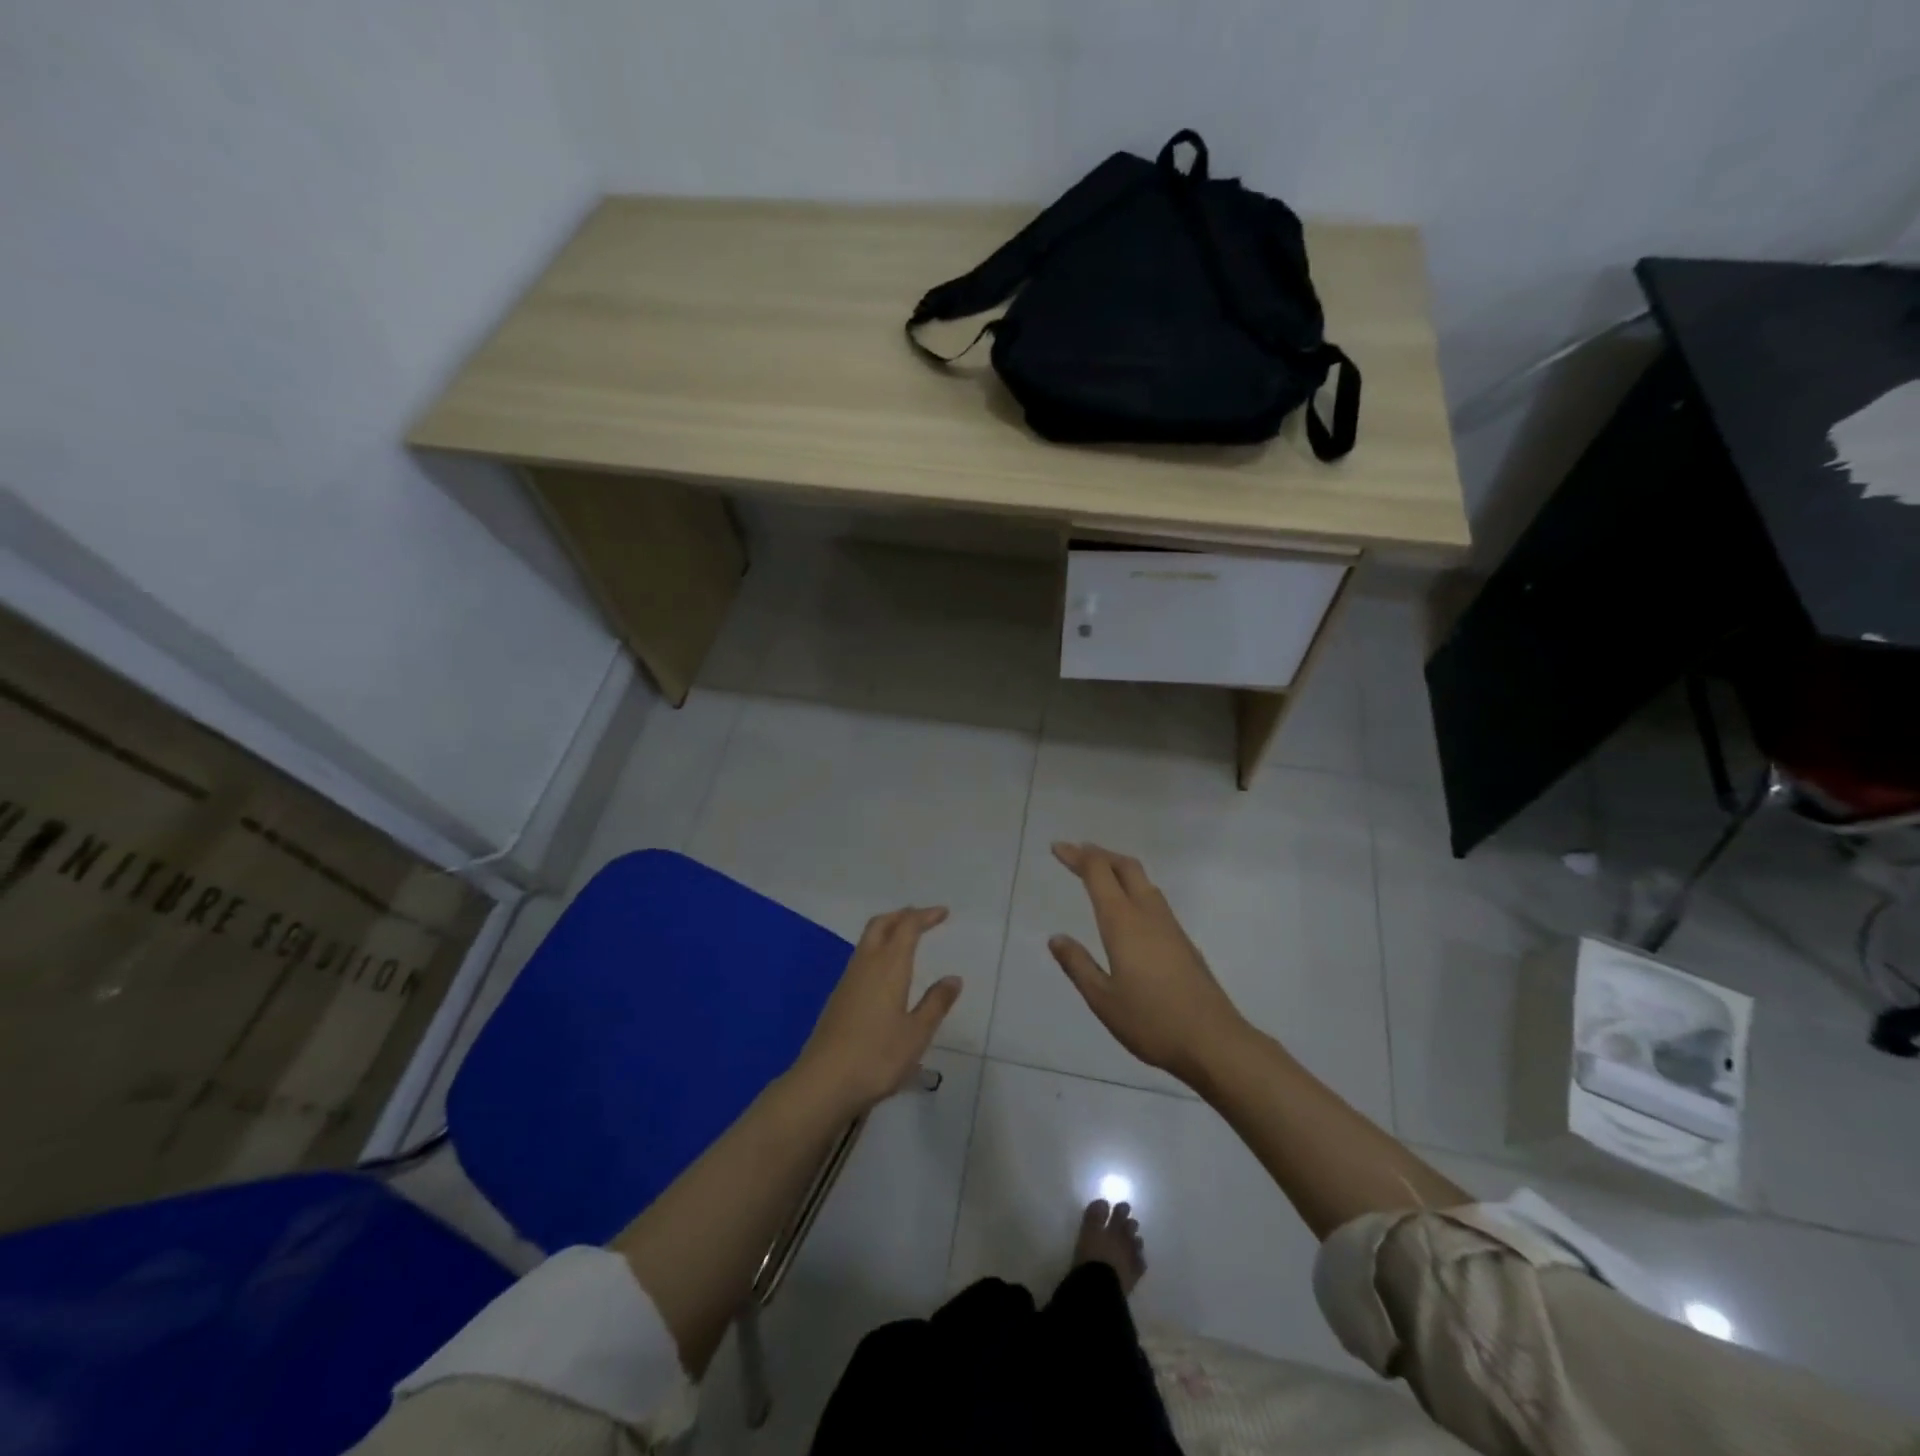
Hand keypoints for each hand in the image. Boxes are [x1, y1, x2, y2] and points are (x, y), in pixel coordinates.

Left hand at [791, 907, 961, 1116]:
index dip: (925, 916)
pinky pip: (861, 958)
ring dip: (888, 930)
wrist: (823, 1082)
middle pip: (881, 924)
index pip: (907, 927)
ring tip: (907, 938)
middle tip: (922, 918)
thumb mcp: (917, 1034)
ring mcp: (848, 980)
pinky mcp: (839, 997)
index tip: (943, 913)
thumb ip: (936, 1003)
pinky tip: (886, 970)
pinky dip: (878, 949)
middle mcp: (866, 964)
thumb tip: (953, 978)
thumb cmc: (877, 1057)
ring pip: (868, 940)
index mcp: (889, 966)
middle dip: (902, 915)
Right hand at [1048, 843, 1246, 1084]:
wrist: (1214, 1042)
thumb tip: (1056, 938)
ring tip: (1099, 872)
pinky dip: (1133, 888)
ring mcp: (1170, 926)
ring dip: (1118, 868)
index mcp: (1123, 922)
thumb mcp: (1103, 999)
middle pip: (1125, 867)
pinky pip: (1154, 899)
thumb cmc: (1152, 1021)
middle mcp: (1148, 914)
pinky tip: (1128, 909)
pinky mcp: (1183, 941)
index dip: (1077, 856)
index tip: (1057, 847)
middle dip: (1100, 854)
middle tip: (1076, 852)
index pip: (1098, 873)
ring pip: (1143, 881)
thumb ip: (1078, 965)